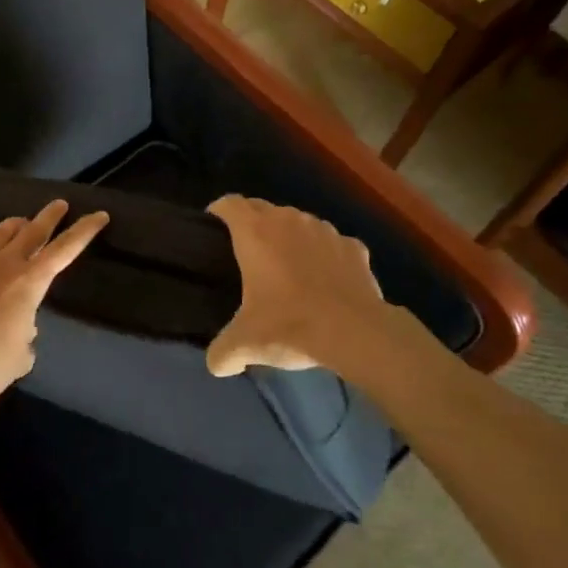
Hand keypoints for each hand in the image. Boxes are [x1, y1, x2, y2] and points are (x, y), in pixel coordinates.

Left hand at [0, 200, 109, 411]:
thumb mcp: (21, 356)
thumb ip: (26, 335)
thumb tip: (20, 327)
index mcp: (29, 282)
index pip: (64, 249)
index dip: (84, 231)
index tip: (98, 215)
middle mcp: (3, 265)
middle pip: (32, 229)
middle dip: (49, 216)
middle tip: (59, 204)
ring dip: (15, 226)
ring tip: (20, 224)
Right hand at [204, 196, 404, 379]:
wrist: (355, 333)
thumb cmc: (290, 325)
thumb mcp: (246, 344)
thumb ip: (222, 352)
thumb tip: (216, 364)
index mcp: (255, 232)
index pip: (229, 203)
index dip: (218, 212)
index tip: (213, 228)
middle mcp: (288, 220)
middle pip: (262, 208)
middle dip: (253, 224)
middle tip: (247, 255)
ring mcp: (324, 230)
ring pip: (298, 223)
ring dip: (290, 237)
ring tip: (288, 267)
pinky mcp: (354, 246)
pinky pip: (331, 243)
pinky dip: (325, 255)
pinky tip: (326, 280)